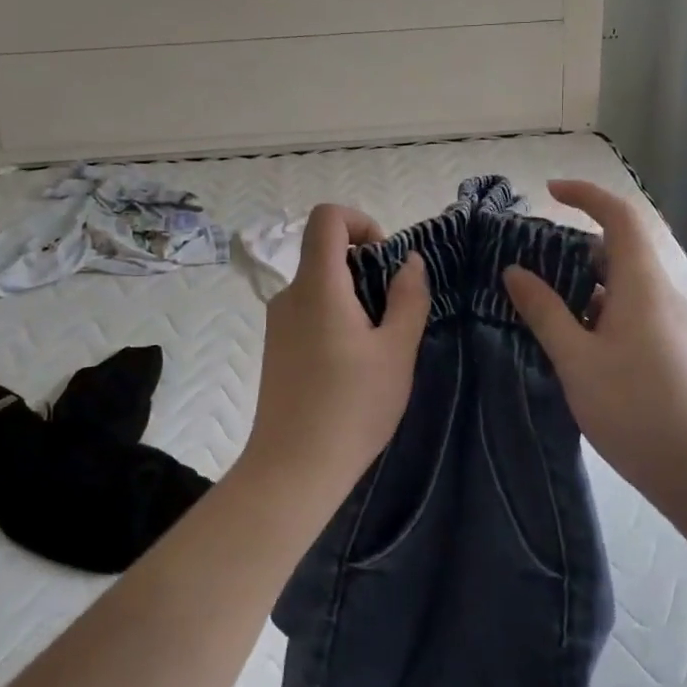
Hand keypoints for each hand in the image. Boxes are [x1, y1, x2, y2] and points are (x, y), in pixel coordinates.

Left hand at [244, 205, 429, 487]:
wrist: (293, 468)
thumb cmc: (352, 406)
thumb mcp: (396, 351)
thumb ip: (408, 298)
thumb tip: (410, 262)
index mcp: (317, 285)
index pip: (326, 217)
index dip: (360, 221)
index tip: (385, 258)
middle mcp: (289, 294)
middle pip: (324, 252)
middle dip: (365, 267)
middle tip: (393, 312)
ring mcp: (278, 323)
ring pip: (319, 286)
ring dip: (353, 297)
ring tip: (378, 346)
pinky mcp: (276, 349)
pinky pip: (309, 312)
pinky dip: (335, 318)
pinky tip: (353, 366)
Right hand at [503, 180, 686, 501]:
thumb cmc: (634, 408)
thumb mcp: (575, 358)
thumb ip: (544, 311)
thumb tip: (515, 271)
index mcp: (642, 284)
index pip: (620, 217)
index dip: (586, 195)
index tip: (549, 192)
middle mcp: (662, 294)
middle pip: (620, 250)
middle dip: (574, 247)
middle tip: (531, 262)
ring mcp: (672, 324)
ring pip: (624, 285)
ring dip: (584, 285)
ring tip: (542, 304)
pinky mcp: (673, 350)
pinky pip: (632, 312)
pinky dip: (599, 310)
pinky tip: (574, 343)